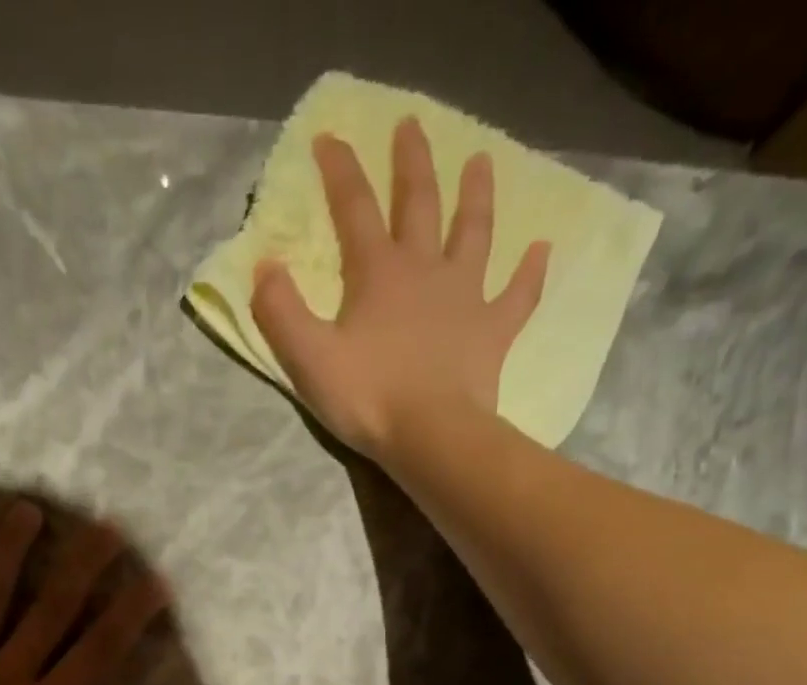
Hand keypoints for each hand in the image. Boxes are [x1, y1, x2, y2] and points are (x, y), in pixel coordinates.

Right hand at [250, 117, 550, 462]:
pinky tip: (542, 249)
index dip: (340, 172)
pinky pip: (518, 295)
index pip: (354, 209)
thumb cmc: (367, 397)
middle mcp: (426, 270)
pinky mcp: (493, 331)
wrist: (430, 435)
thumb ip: (281, 312)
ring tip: (482, 161)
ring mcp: (466, 297)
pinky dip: (531, 272)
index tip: (330, 138)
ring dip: (476, 197)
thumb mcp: (308, 358)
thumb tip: (264, 266)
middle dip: (412, 164)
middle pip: (420, 204)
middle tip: (412, 126)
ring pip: (474, 234)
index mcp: (378, 274)